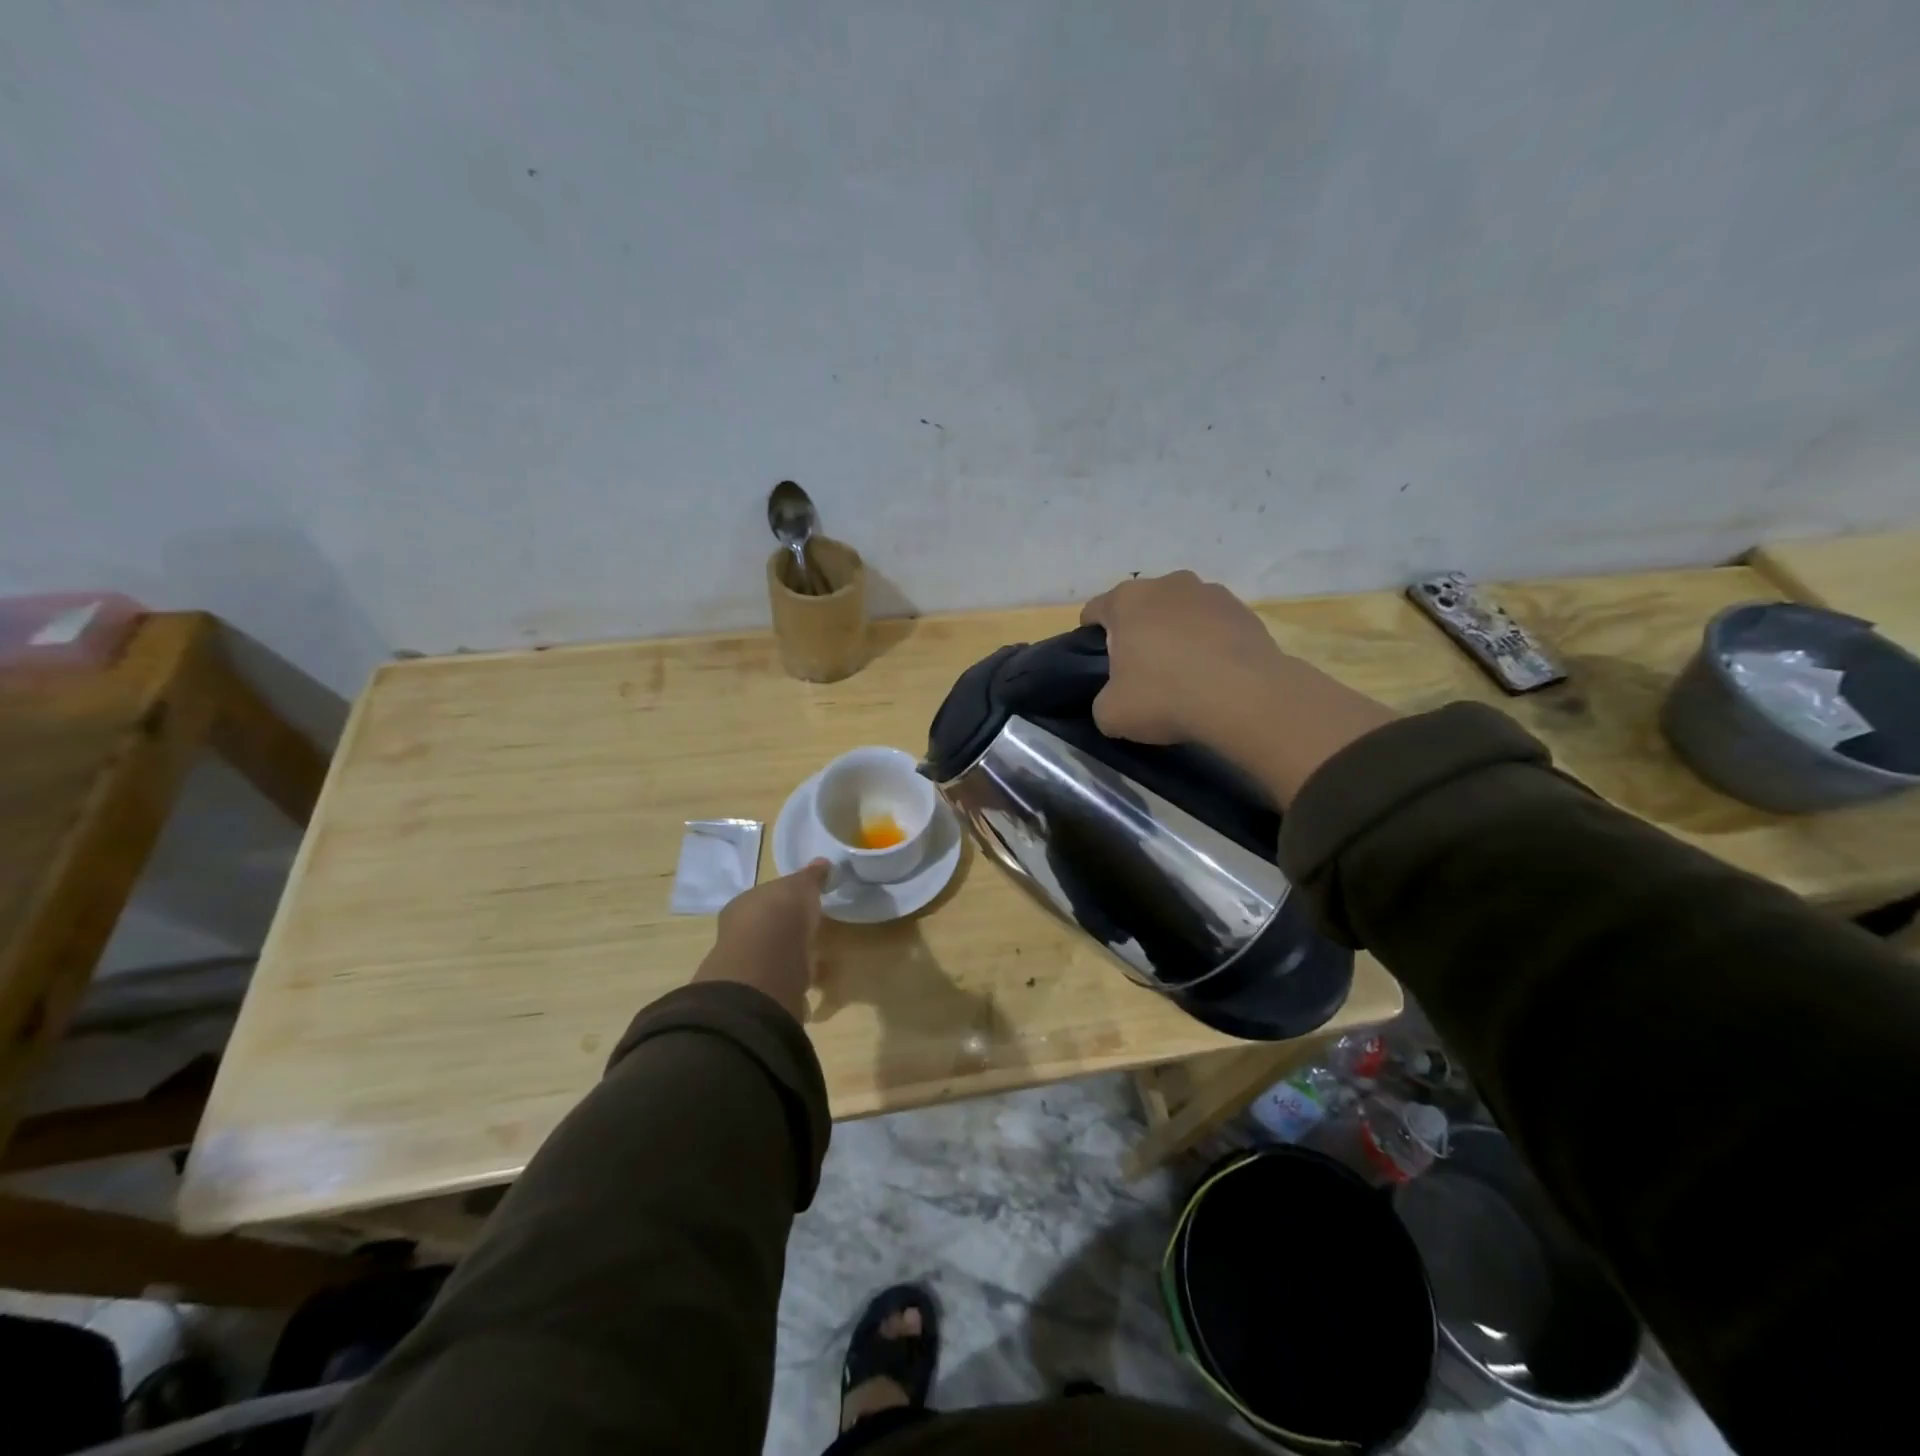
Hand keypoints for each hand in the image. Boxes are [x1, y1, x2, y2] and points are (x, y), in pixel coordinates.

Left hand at [692, 860, 830, 1020]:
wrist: (764, 971)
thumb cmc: (779, 917)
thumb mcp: (801, 887)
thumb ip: (810, 877)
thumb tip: (822, 862)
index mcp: (744, 904)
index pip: (765, 897)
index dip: (784, 899)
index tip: (804, 903)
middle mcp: (739, 933)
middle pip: (766, 927)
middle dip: (785, 929)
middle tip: (809, 931)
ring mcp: (747, 966)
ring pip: (771, 956)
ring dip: (789, 957)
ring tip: (814, 960)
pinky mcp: (759, 994)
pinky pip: (780, 981)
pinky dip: (793, 982)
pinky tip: (809, 985)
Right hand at [1080, 571, 1396, 804]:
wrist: (1246, 698)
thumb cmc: (1165, 696)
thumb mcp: (1111, 714)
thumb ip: (1103, 700)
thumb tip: (1114, 699)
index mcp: (1125, 600)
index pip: (1094, 612)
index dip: (1090, 639)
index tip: (1100, 667)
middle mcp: (1166, 584)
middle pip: (1139, 608)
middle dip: (1137, 634)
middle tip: (1141, 674)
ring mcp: (1209, 592)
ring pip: (1179, 613)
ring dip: (1176, 635)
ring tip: (1184, 675)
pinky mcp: (1244, 610)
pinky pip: (1213, 626)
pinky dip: (1209, 644)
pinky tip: (1214, 675)